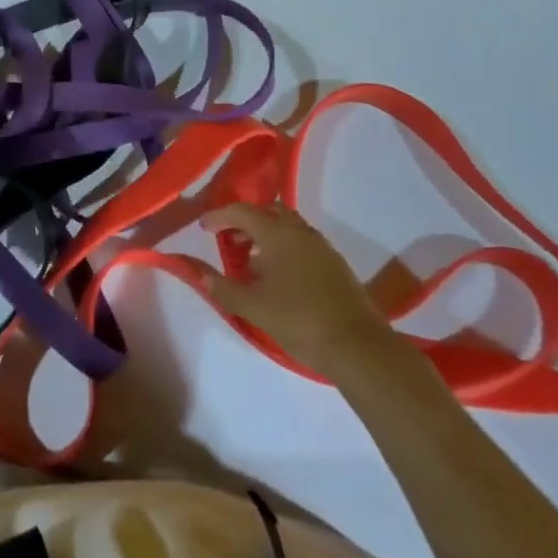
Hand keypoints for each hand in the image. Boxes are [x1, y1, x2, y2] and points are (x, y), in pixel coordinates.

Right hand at [200, 201, 403, 380]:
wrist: (357, 345)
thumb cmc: (299, 320)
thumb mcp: (254, 307)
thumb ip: (224, 288)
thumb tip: (200, 274)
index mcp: (278, 233)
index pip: (242, 212)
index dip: (220, 216)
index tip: (204, 227)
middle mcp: (300, 231)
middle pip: (268, 213)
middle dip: (245, 222)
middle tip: (229, 240)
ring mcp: (321, 246)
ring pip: (287, 227)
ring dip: (266, 235)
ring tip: (252, 261)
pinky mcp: (334, 263)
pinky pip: (302, 242)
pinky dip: (284, 247)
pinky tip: (279, 275)